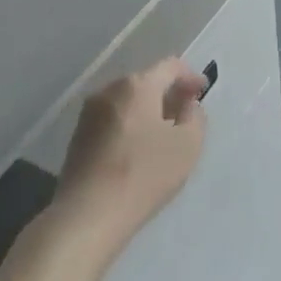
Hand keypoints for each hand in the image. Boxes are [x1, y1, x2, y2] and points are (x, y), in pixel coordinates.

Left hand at [52, 58, 207, 263]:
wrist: (87, 214)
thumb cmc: (144, 174)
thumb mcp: (187, 146)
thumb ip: (195, 117)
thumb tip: (186, 104)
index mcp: (137, 85)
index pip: (170, 66)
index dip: (190, 76)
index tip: (203, 91)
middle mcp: (109, 90)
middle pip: (146, 82)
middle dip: (167, 93)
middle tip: (185, 113)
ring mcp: (89, 112)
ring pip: (127, 101)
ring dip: (147, 110)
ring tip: (163, 134)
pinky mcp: (78, 136)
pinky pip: (112, 119)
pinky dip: (129, 125)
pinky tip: (137, 150)